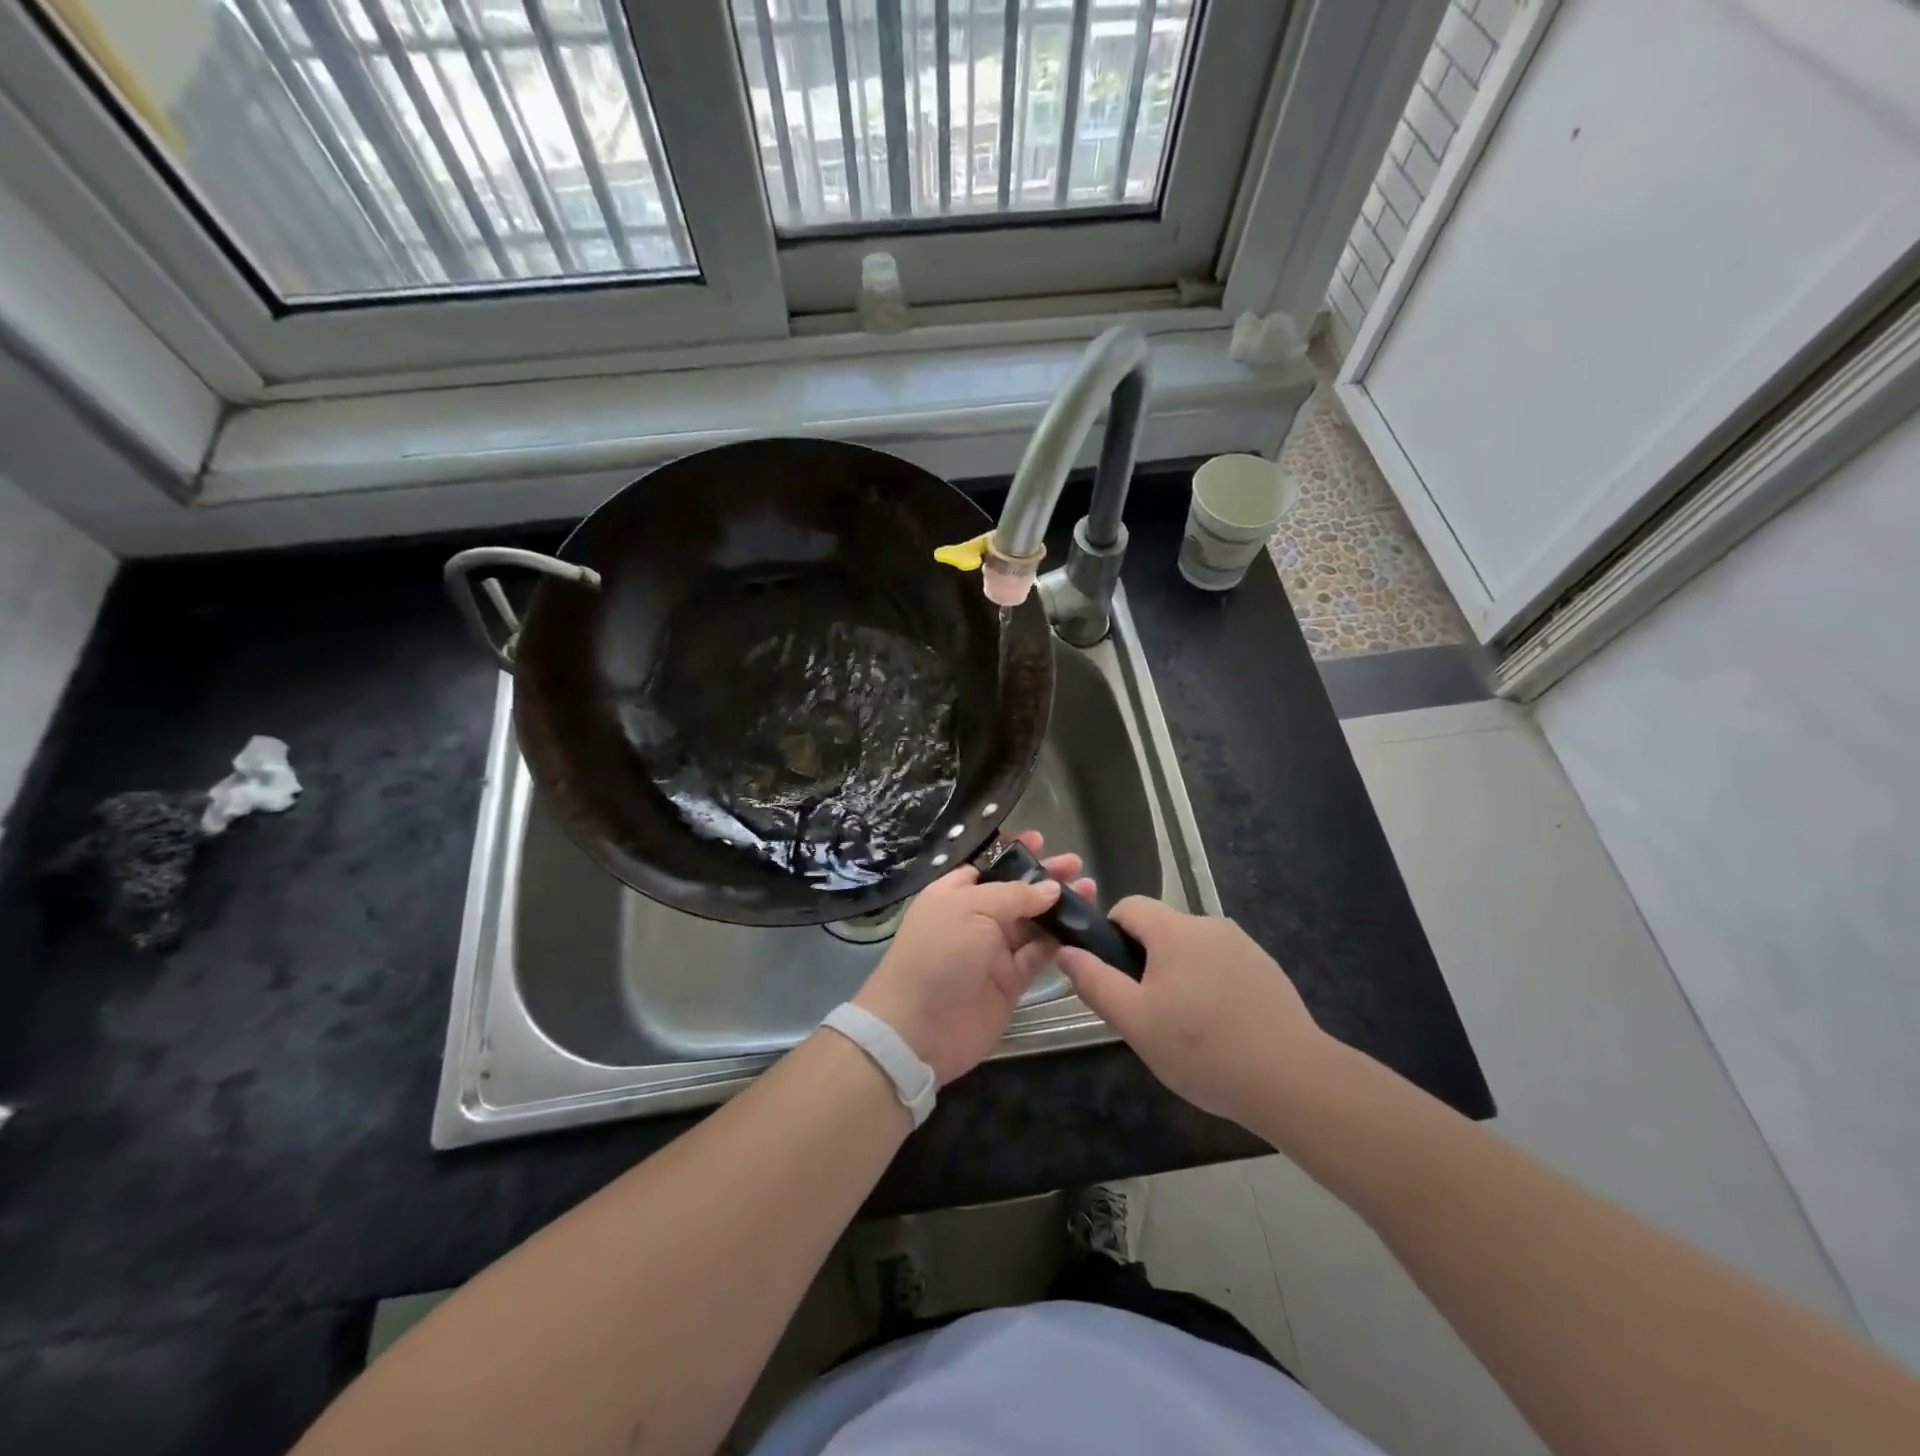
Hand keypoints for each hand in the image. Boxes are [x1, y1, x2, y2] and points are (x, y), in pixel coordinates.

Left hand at [853, 832, 1093, 1086]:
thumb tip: (1051, 888)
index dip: (1014, 854)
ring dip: (1059, 907)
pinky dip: (1060, 942)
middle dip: (1045, 877)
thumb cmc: (938, 954)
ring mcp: (993, 951)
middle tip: (1077, 865)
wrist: (919, 1029)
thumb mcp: (971, 909)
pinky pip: (1039, 956)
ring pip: (1033, 922)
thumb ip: (1014, 896)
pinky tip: (1083, 927)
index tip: (1042, 841)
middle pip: (1016, 892)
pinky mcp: (1010, 982)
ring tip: (1091, 890)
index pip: (988, 866)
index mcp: (954, 894)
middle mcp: (974, 918)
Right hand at [1057, 898, 1325, 1125]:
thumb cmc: (1202, 1049)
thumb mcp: (1135, 1021)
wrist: (1292, 1079)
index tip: (1113, 975)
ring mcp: (1243, 946)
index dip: (1110, 933)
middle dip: (1146, 961)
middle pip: (1162, 929)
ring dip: (1180, 975)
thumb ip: (1095, 981)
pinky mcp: (1267, 969)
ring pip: (1193, 949)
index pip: (1129, 906)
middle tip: (1147, 1012)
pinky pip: (1223, 966)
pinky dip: (1211, 986)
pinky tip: (1220, 1029)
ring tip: (1186, 1027)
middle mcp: (1209, 925)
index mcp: (1174, 930)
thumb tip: (1066, 951)